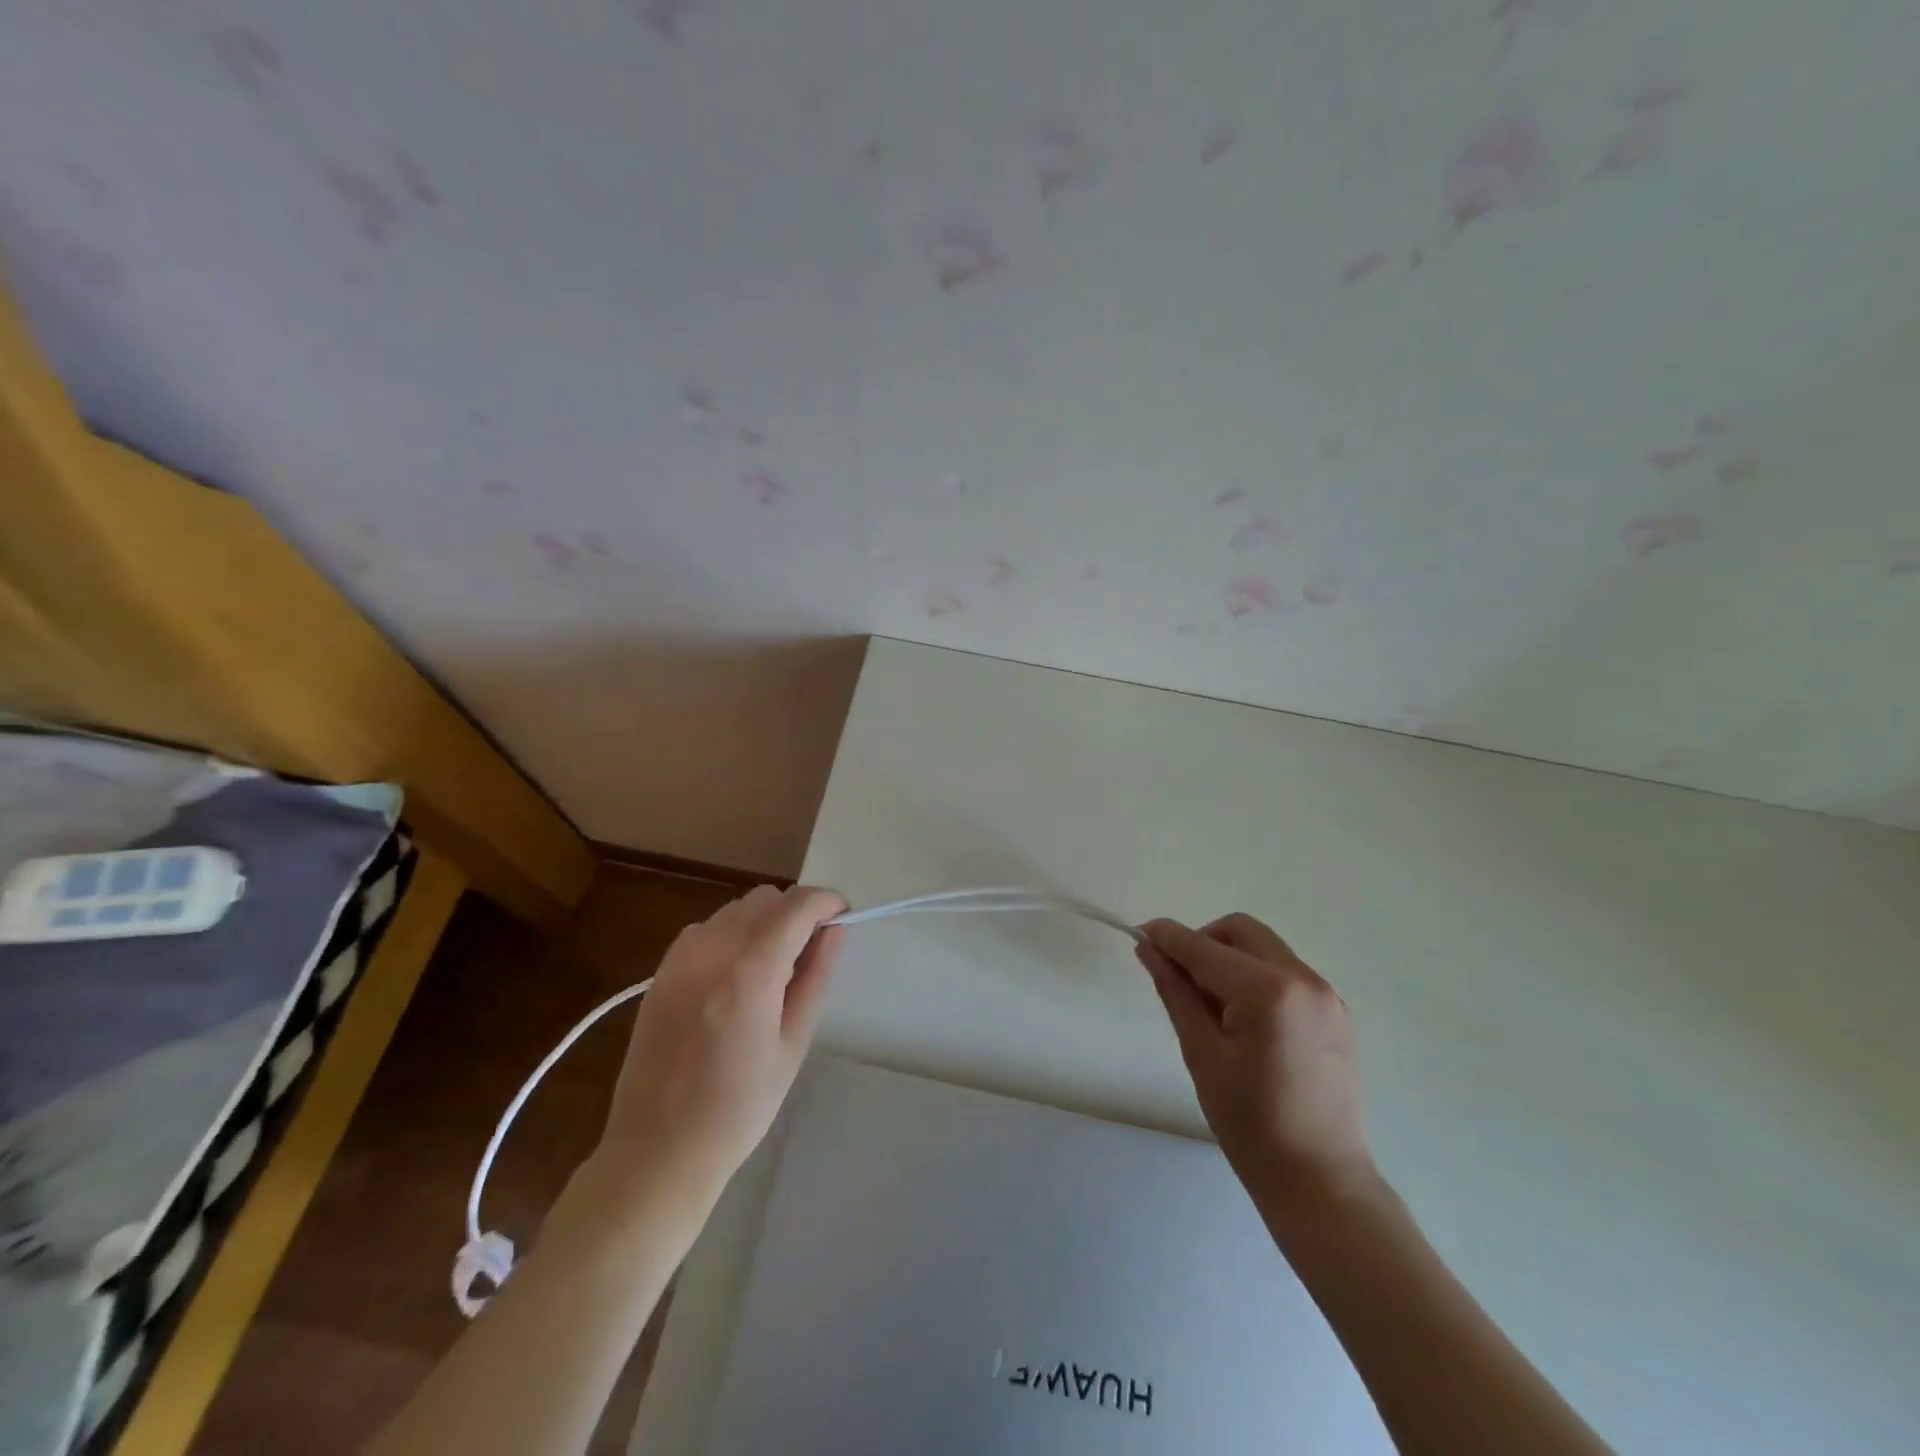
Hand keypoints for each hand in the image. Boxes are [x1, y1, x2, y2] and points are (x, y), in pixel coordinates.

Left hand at [595, 885, 847, 1209]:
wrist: (658, 1151)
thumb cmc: (739, 1109)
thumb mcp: (792, 1045)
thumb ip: (816, 977)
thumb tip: (837, 929)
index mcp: (750, 973)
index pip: (797, 907)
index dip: (828, 902)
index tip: (844, 918)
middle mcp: (711, 952)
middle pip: (766, 898)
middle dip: (798, 911)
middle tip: (812, 951)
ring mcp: (679, 959)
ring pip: (736, 908)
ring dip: (765, 920)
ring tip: (774, 966)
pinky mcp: (661, 972)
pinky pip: (707, 928)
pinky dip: (732, 933)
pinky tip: (736, 973)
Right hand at [1136, 914, 1375, 1211]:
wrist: (1321, 1182)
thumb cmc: (1250, 1124)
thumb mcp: (1201, 1053)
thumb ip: (1175, 991)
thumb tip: (1149, 949)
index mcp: (1267, 991)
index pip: (1203, 947)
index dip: (1167, 937)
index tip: (1139, 936)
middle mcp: (1303, 979)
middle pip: (1240, 931)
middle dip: (1203, 942)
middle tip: (1181, 980)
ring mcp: (1326, 995)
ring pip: (1264, 948)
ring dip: (1230, 959)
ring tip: (1214, 1009)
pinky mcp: (1335, 1012)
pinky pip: (1285, 972)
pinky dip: (1256, 977)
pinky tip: (1245, 1021)